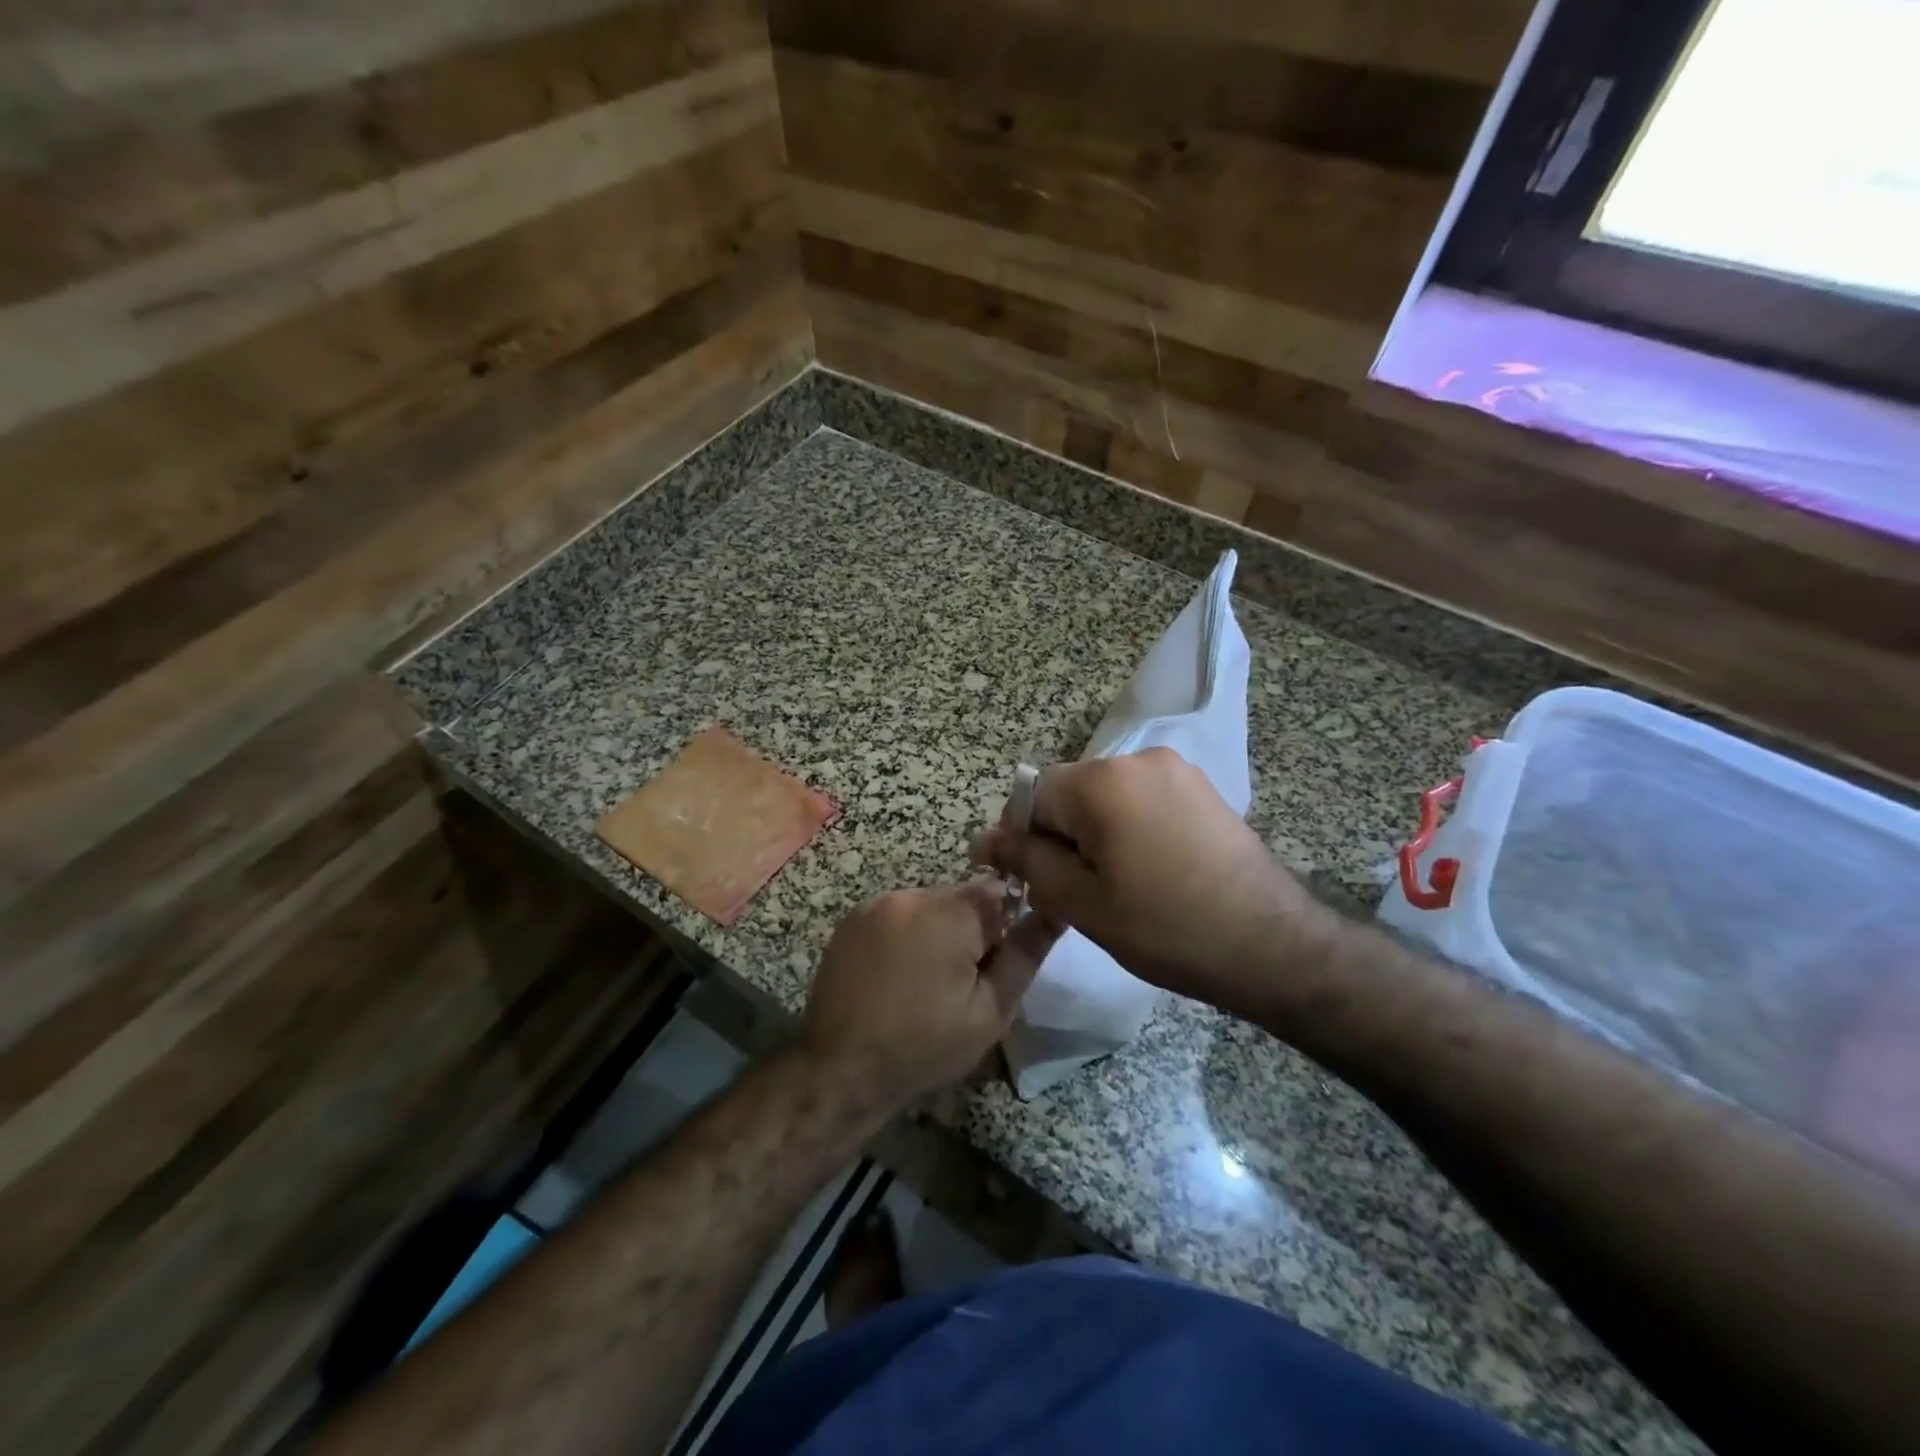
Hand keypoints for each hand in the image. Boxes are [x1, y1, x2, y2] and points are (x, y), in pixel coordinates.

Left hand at [801, 882, 1059, 1113]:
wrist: (840, 1070)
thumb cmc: (924, 1047)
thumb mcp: (990, 1010)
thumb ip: (1025, 954)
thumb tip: (1055, 911)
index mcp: (947, 914)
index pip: (998, 892)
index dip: (1006, 927)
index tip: (995, 965)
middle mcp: (909, 895)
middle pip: (962, 898)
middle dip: (972, 930)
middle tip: (962, 983)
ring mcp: (875, 904)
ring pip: (930, 906)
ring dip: (939, 932)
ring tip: (927, 983)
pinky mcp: (852, 919)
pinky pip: (899, 914)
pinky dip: (908, 935)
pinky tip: (898, 976)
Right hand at [971, 748, 1330, 1014]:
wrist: (1272, 944)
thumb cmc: (1166, 928)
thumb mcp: (1081, 902)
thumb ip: (1027, 862)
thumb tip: (983, 839)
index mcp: (1101, 780)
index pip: (1032, 796)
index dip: (1024, 840)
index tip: (1037, 883)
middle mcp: (1137, 758)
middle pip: (1070, 792)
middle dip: (1062, 836)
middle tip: (1079, 892)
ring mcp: (1176, 769)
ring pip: (1106, 797)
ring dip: (1096, 833)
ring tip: (1120, 884)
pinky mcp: (1202, 787)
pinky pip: (1143, 799)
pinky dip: (1131, 827)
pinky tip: (1152, 870)